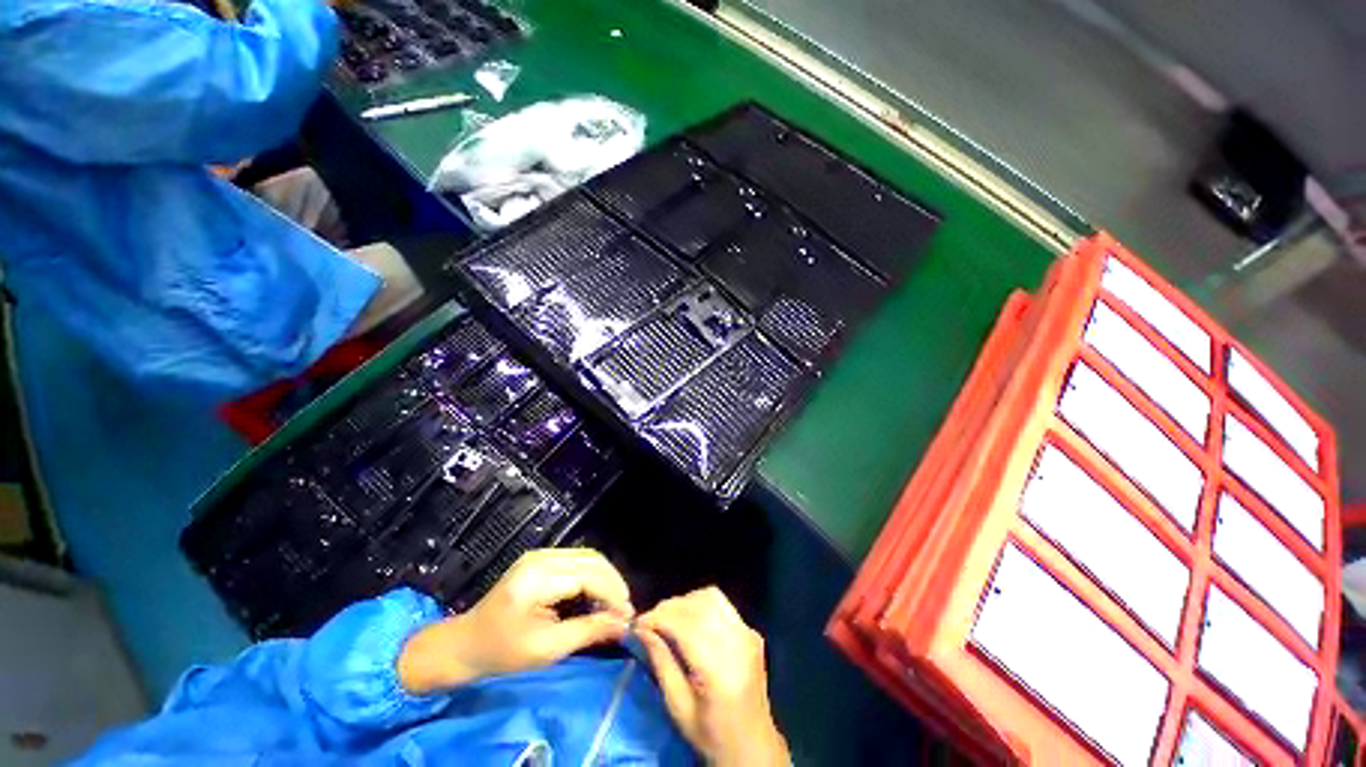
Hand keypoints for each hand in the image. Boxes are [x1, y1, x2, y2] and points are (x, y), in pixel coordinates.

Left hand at [397, 548, 632, 693]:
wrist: (464, 644)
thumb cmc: (501, 652)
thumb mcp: (546, 649)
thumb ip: (587, 632)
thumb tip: (624, 625)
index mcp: (538, 578)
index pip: (588, 576)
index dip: (613, 594)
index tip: (628, 617)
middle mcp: (541, 558)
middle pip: (592, 560)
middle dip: (614, 584)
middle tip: (625, 611)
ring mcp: (540, 555)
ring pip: (588, 557)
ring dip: (606, 578)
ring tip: (615, 604)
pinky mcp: (540, 559)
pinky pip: (577, 561)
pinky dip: (593, 576)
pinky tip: (596, 595)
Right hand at [637, 588, 788, 766]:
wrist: (754, 747)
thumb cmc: (712, 736)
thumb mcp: (679, 709)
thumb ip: (661, 664)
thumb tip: (641, 630)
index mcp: (721, 670)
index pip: (686, 626)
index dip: (659, 618)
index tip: (638, 624)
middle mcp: (738, 644)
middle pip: (698, 606)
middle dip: (669, 608)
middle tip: (649, 622)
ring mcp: (748, 634)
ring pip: (711, 597)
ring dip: (684, 602)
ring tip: (667, 619)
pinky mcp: (751, 632)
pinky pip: (722, 605)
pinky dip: (700, 604)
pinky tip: (688, 620)